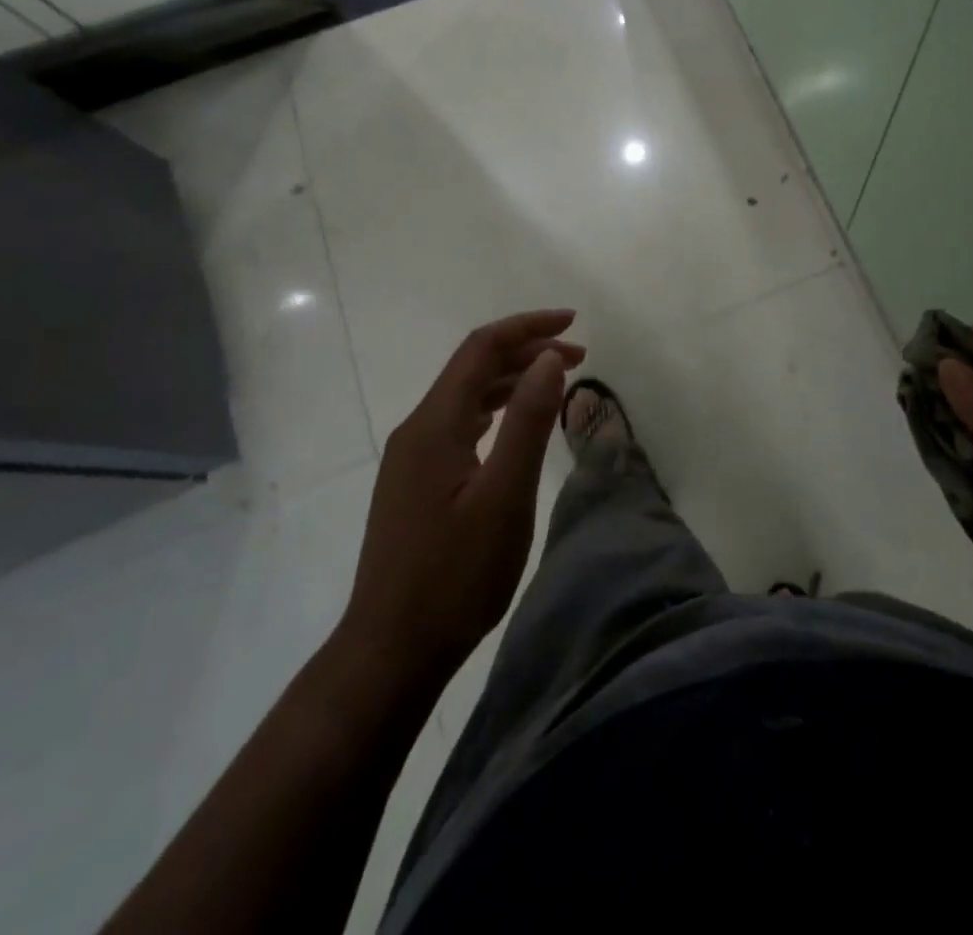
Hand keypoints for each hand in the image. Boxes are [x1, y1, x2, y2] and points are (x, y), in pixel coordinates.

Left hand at [339, 310, 584, 675]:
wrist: (392, 650)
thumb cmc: (455, 575)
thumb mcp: (504, 496)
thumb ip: (528, 421)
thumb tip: (548, 358)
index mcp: (435, 424)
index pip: (482, 348)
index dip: (528, 326)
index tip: (574, 322)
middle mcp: (418, 429)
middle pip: (473, 367)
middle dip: (527, 350)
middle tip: (580, 355)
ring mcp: (412, 457)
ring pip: (466, 395)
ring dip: (513, 378)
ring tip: (558, 380)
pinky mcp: (416, 481)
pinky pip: (460, 422)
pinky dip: (496, 408)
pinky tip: (516, 423)